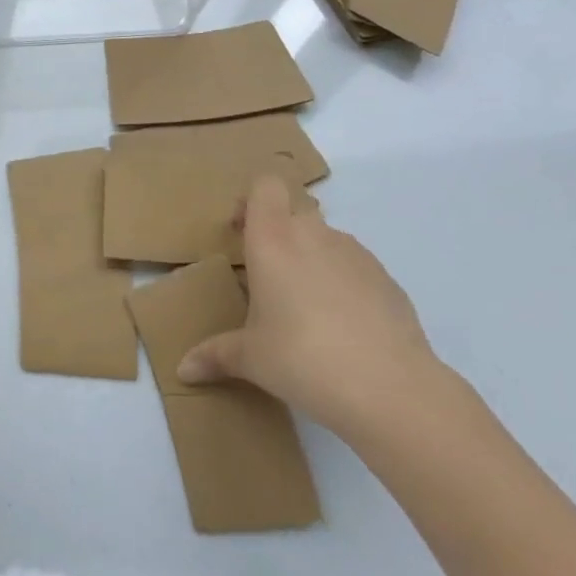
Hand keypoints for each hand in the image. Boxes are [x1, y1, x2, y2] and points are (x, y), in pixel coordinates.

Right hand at [177, 174, 443, 439]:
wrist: (391, 390)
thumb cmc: (302, 359)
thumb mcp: (251, 359)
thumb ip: (215, 355)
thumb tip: (184, 370)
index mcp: (273, 239)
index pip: (265, 186)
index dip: (252, 201)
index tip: (242, 233)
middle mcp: (314, 235)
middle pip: (294, 211)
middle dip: (279, 234)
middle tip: (268, 277)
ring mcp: (356, 255)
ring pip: (327, 239)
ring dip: (313, 259)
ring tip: (308, 309)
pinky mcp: (388, 280)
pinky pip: (356, 268)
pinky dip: (345, 285)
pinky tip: (345, 330)